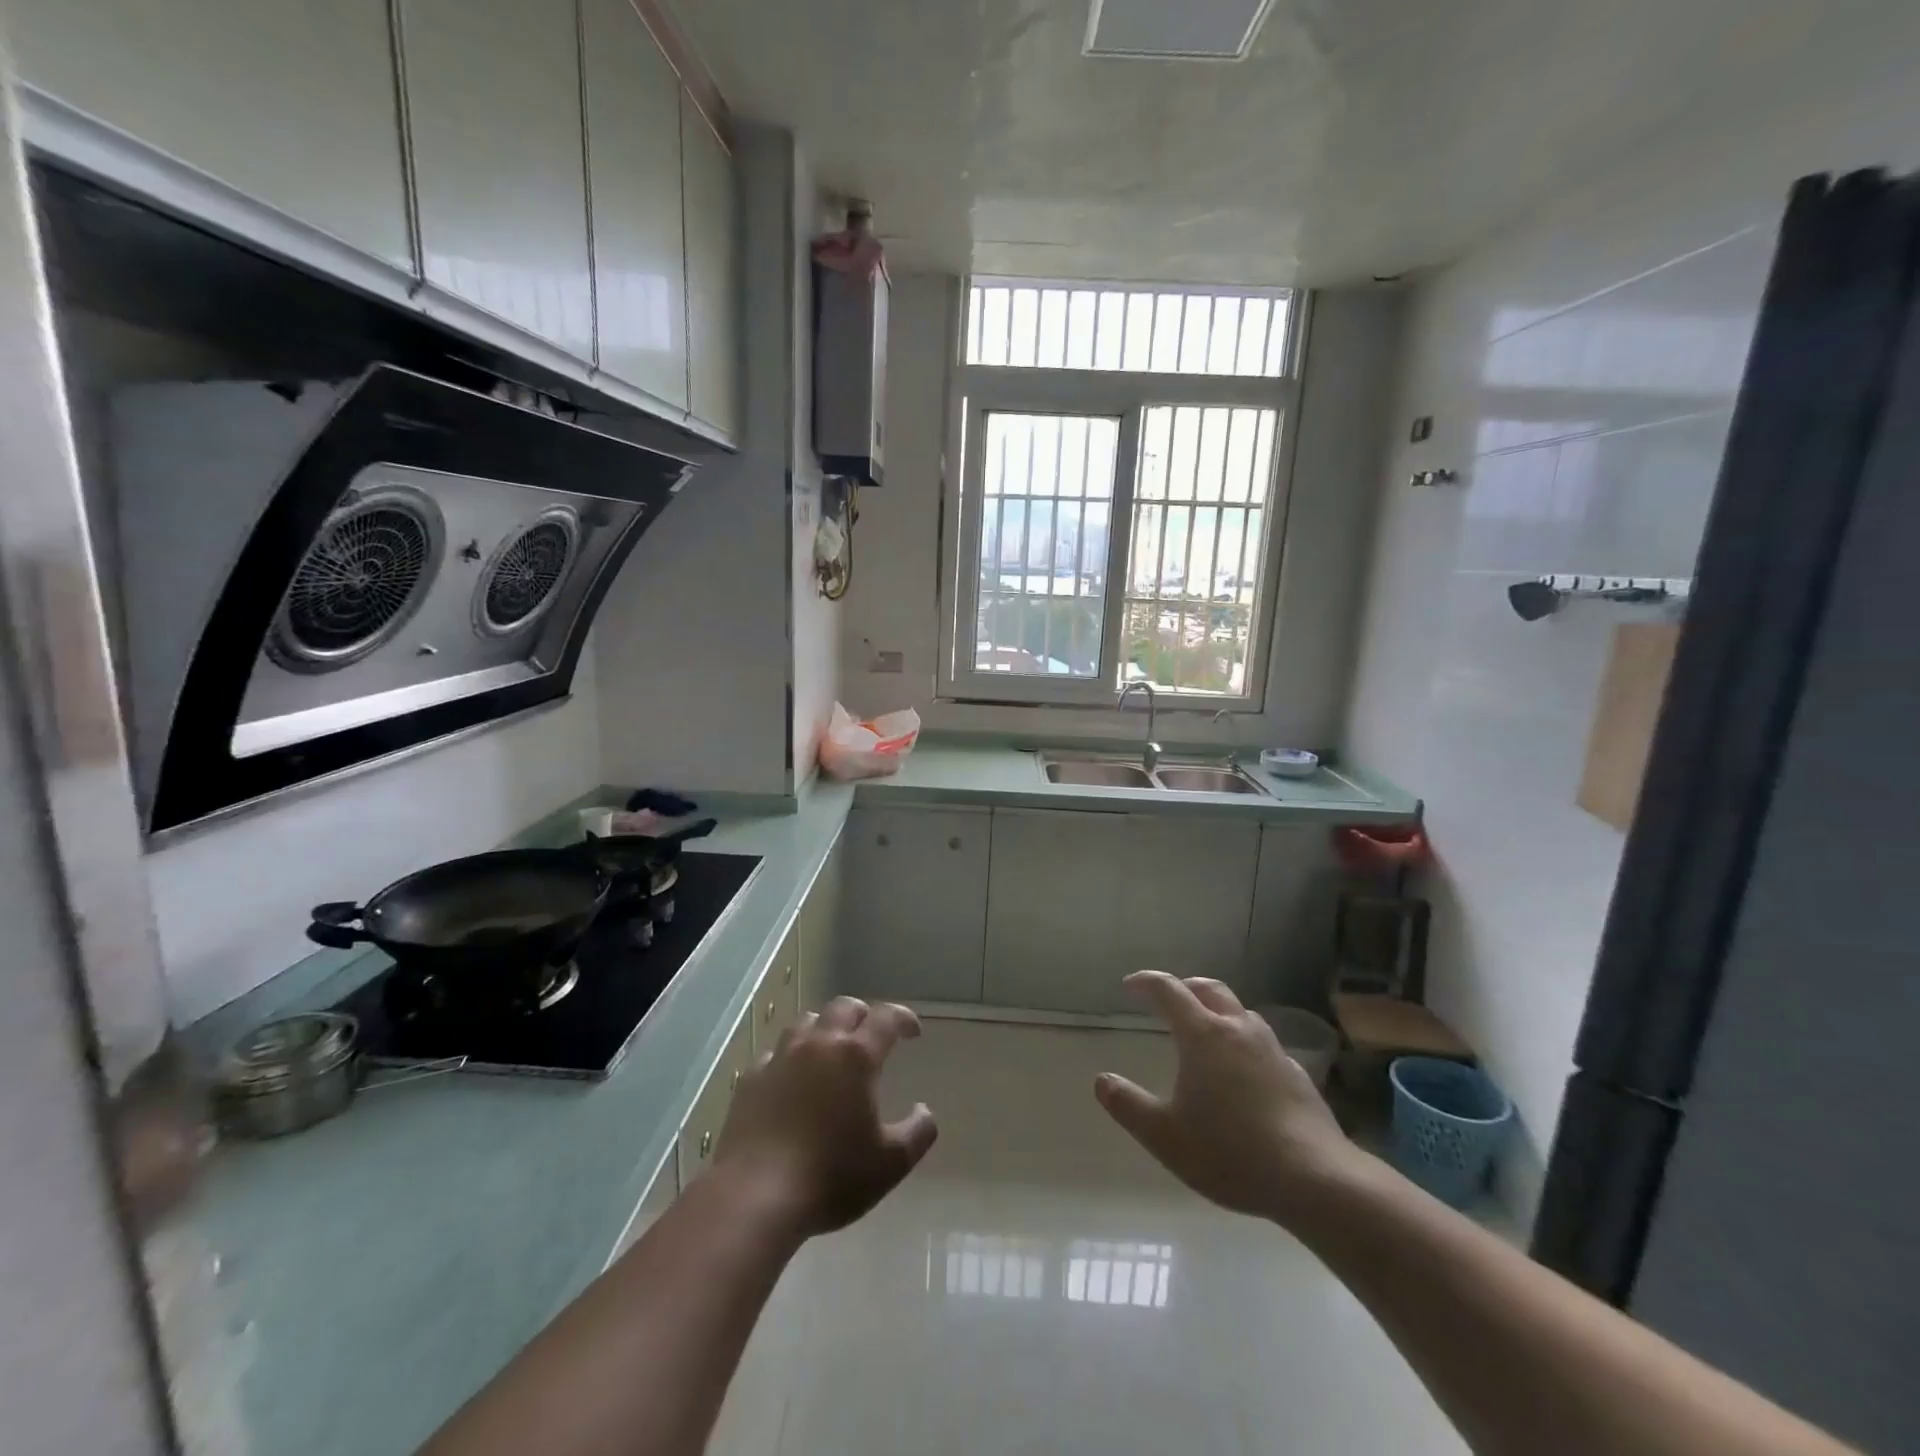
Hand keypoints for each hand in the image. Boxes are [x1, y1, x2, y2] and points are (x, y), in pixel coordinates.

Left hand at [711, 997, 937, 1237]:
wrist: (756, 1196)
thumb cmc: (832, 1176)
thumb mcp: (891, 1164)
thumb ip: (917, 1132)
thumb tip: (924, 1111)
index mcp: (856, 1056)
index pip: (886, 1018)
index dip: (903, 1018)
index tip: (913, 1031)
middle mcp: (818, 1044)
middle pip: (844, 1008)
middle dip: (863, 1015)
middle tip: (871, 1034)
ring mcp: (780, 1058)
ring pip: (806, 1022)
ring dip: (825, 1028)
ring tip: (831, 1048)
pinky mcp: (751, 1079)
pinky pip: (775, 1053)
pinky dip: (790, 1056)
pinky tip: (791, 1077)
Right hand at [1095, 972, 1357, 1226]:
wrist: (1315, 1179)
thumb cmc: (1230, 1152)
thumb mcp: (1165, 1136)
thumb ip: (1128, 1105)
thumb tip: (1101, 1080)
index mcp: (1202, 1035)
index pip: (1168, 990)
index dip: (1146, 982)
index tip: (1130, 985)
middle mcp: (1238, 1030)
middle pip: (1209, 989)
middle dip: (1185, 987)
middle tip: (1169, 999)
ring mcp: (1273, 1050)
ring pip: (1241, 1012)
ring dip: (1218, 1011)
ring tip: (1206, 1031)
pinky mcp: (1298, 1074)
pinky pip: (1264, 1043)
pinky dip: (1245, 1043)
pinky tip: (1245, 1072)